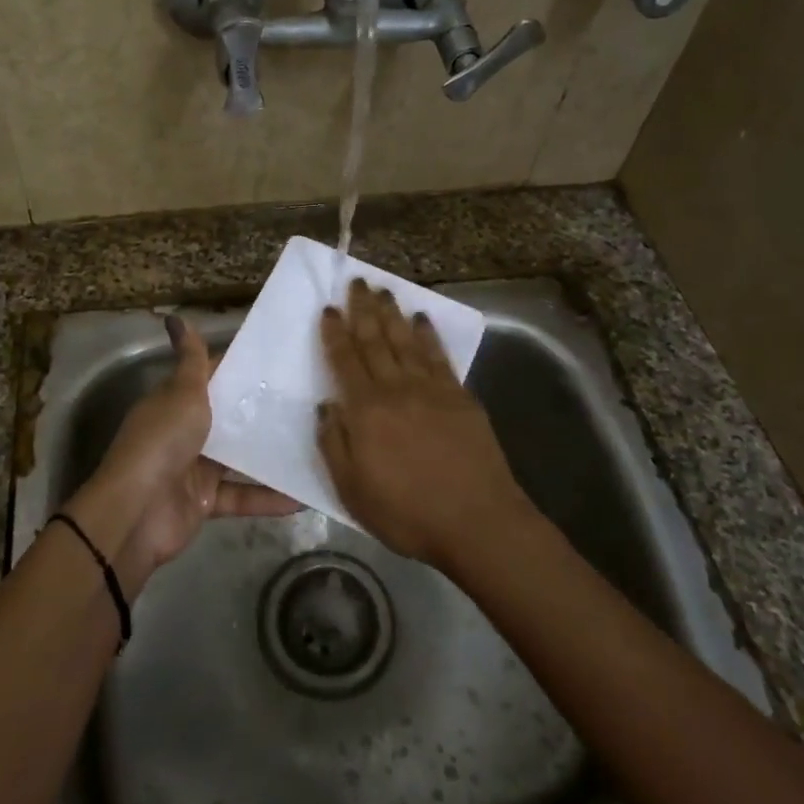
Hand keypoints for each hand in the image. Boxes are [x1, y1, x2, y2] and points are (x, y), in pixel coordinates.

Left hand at [69, 316, 294, 594]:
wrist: (136, 512)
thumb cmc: (162, 442)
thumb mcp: (182, 394)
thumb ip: (191, 360)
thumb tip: (175, 316)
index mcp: (176, 402)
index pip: (213, 378)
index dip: (243, 370)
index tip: (283, 362)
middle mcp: (185, 432)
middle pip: (229, 419)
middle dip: (264, 412)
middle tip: (311, 402)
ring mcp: (195, 469)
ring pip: (240, 459)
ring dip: (272, 456)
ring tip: (318, 445)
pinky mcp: (205, 503)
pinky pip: (243, 497)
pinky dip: (269, 498)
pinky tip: (305, 496)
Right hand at [316, 279, 530, 569]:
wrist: (476, 521)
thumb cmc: (407, 513)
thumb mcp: (352, 490)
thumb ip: (334, 444)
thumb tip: (326, 406)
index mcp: (366, 411)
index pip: (345, 361)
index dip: (334, 333)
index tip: (328, 309)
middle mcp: (396, 389)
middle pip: (375, 340)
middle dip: (363, 309)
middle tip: (356, 282)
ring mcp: (431, 389)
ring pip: (406, 341)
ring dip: (393, 313)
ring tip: (383, 290)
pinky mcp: (460, 396)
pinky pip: (439, 356)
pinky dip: (428, 334)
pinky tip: (422, 319)